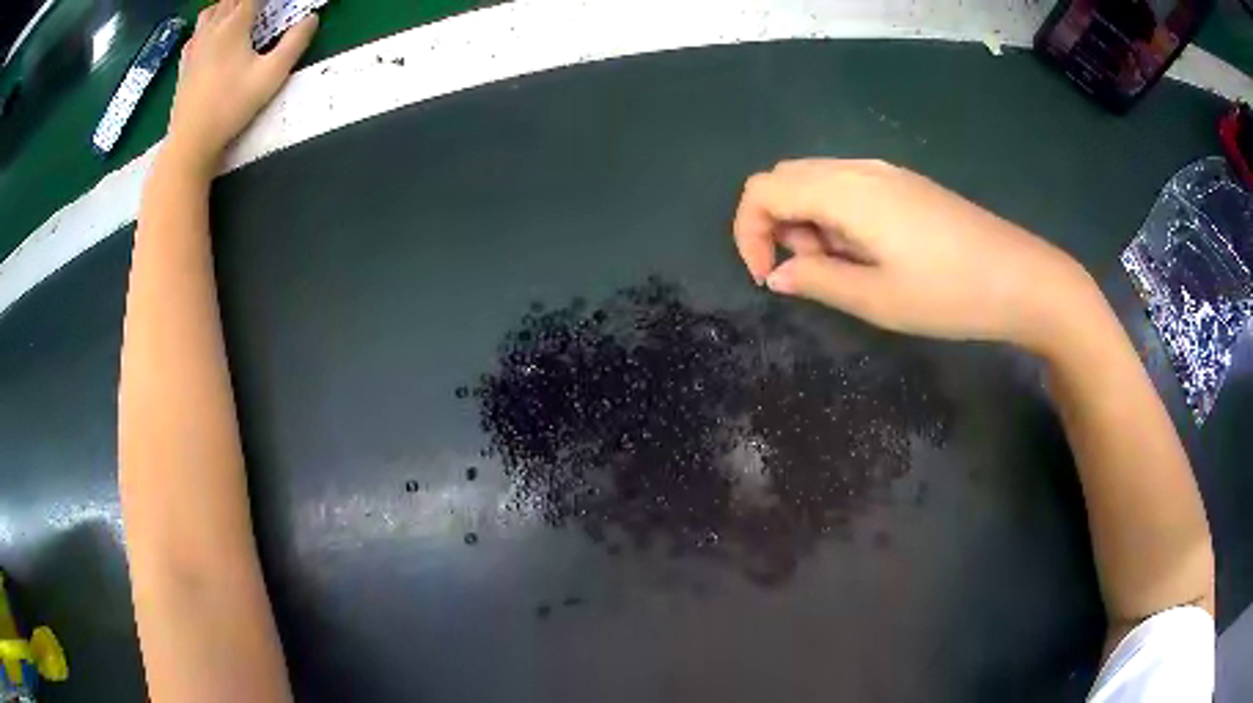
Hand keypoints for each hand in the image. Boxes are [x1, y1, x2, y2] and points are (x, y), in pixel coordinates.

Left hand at [166, 0, 317, 172]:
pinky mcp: (184, 63)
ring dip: (227, 6)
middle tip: (262, 10)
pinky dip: (207, 24)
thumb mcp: (272, 75)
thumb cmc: (232, 107)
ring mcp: (195, 45)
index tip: (280, 3)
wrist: (191, 141)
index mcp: (235, 24)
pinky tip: (212, 34)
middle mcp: (213, 27)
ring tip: (239, 14)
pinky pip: (195, 32)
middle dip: (248, 1)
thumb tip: (312, 18)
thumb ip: (295, 42)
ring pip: (211, 10)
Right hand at [733, 159, 1097, 352]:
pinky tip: (868, 252)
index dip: (748, 231)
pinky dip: (835, 217)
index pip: (764, 188)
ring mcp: (885, 173)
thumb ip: (818, 280)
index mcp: (846, 191)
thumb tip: (778, 274)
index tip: (766, 276)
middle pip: (786, 177)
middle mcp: (859, 169)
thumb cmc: (950, 293)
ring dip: (807, 222)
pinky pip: (847, 188)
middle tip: (809, 272)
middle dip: (777, 225)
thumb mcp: (878, 299)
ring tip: (843, 268)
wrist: (1021, 278)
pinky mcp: (904, 184)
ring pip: (816, 181)